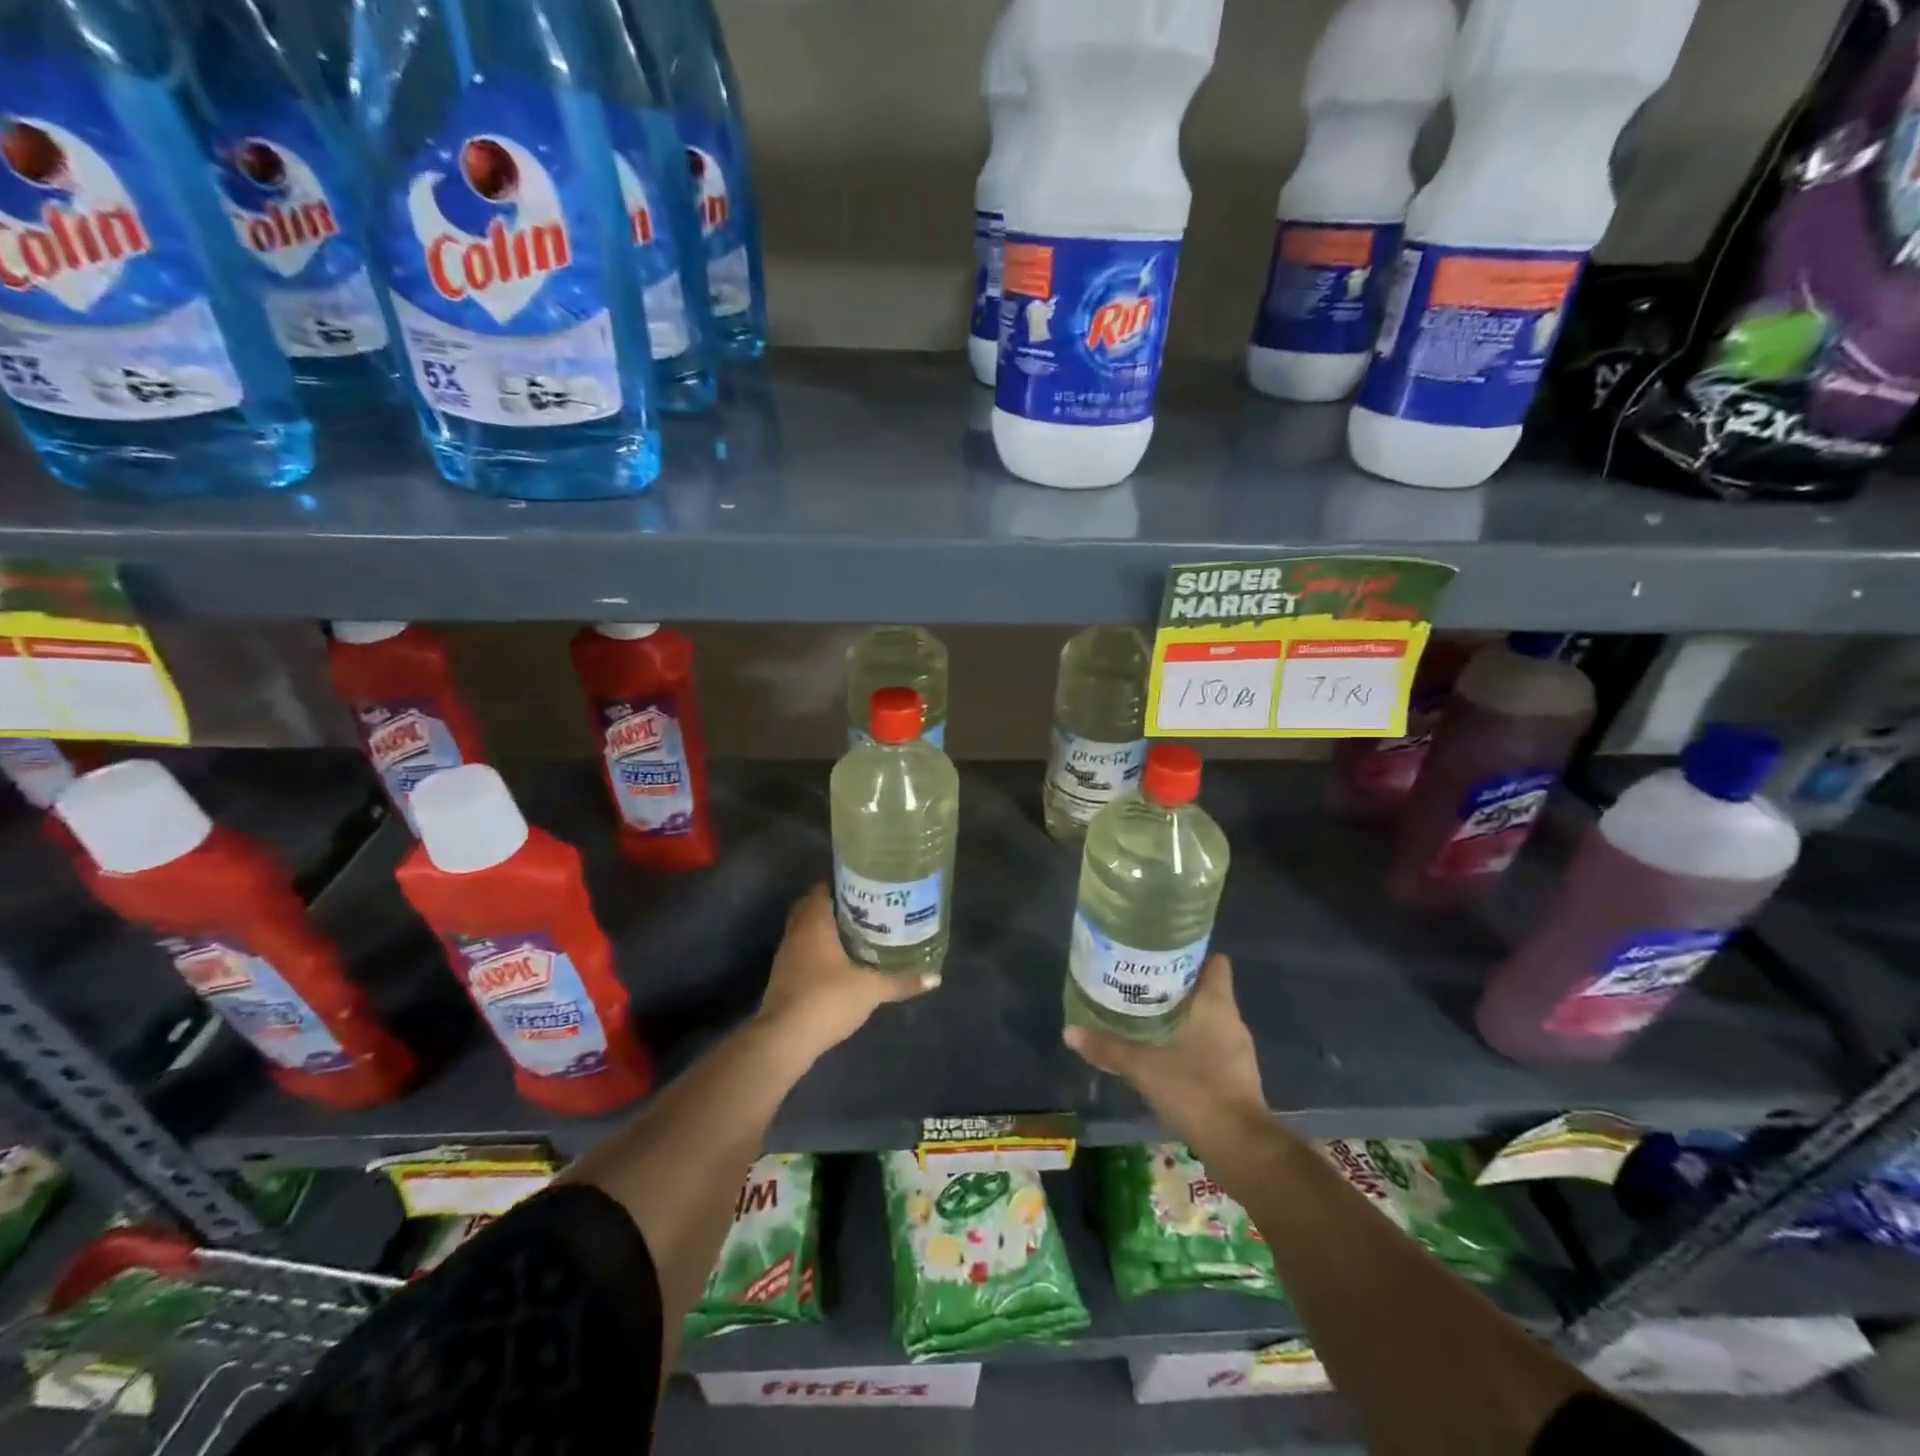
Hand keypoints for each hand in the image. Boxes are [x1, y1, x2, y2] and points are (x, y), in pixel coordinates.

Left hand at [754, 885, 936, 1063]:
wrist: (784, 1039)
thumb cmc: (827, 999)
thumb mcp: (870, 990)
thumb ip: (901, 982)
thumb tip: (935, 978)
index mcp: (813, 922)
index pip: (823, 889)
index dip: (843, 884)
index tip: (866, 887)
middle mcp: (796, 932)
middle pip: (812, 907)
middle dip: (836, 906)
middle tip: (866, 908)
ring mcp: (786, 955)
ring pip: (806, 930)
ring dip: (826, 929)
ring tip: (858, 931)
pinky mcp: (784, 977)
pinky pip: (802, 951)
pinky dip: (818, 949)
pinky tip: (840, 961)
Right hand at [1063, 954, 1266, 1144]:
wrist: (1239, 1147)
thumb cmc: (1195, 1090)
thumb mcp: (1144, 1067)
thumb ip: (1109, 1048)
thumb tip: (1070, 1032)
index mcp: (1217, 1005)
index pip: (1215, 963)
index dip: (1192, 955)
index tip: (1163, 954)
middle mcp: (1232, 1021)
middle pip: (1208, 990)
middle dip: (1178, 987)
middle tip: (1142, 984)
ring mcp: (1239, 1051)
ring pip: (1210, 1020)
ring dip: (1184, 1017)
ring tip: (1148, 1016)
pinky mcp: (1238, 1076)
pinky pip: (1214, 1046)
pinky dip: (1193, 1044)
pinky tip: (1166, 1052)